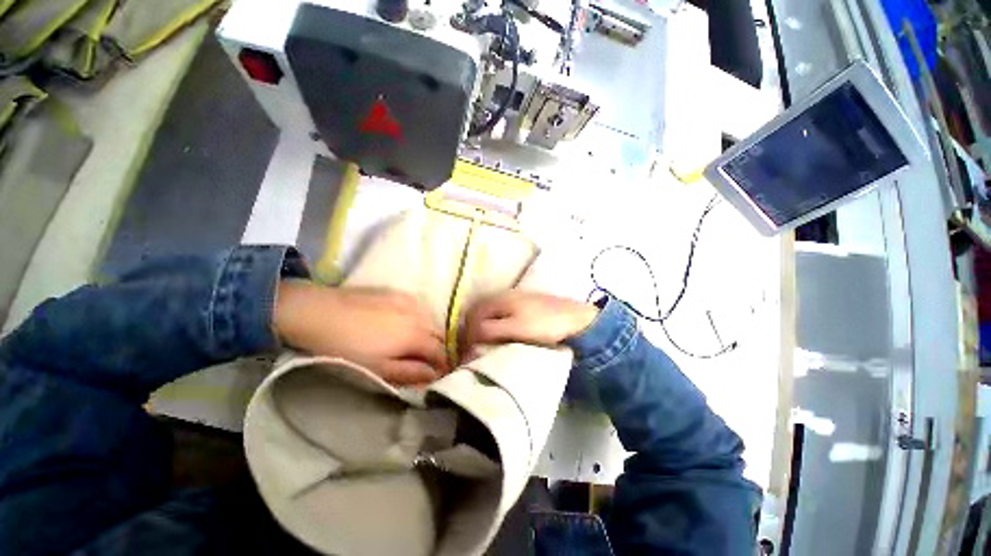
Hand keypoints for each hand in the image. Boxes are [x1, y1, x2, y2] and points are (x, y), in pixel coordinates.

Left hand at [274, 281, 447, 384]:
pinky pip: (419, 307)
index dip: (443, 364)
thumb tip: (434, 376)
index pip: (441, 352)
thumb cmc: (349, 348)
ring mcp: (410, 301)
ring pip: (431, 319)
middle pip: (440, 334)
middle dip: (439, 348)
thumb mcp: (379, 369)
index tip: (440, 373)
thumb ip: (411, 373)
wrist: (322, 313)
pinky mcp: (398, 293)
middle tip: (429, 360)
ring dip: (430, 333)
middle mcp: (420, 316)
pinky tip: (406, 323)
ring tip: (418, 343)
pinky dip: (420, 318)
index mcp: (417, 337)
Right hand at [463, 292, 598, 353]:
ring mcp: (513, 300)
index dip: (468, 335)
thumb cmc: (544, 324)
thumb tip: (470, 338)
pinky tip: (500, 338)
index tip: (468, 353)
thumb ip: (490, 331)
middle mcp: (502, 296)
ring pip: (489, 315)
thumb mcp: (515, 328)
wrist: (575, 319)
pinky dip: (494, 327)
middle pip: (478, 314)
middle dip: (472, 332)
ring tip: (484, 347)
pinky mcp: (522, 306)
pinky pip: (500, 316)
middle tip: (473, 351)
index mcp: (498, 300)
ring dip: (483, 330)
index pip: (473, 317)